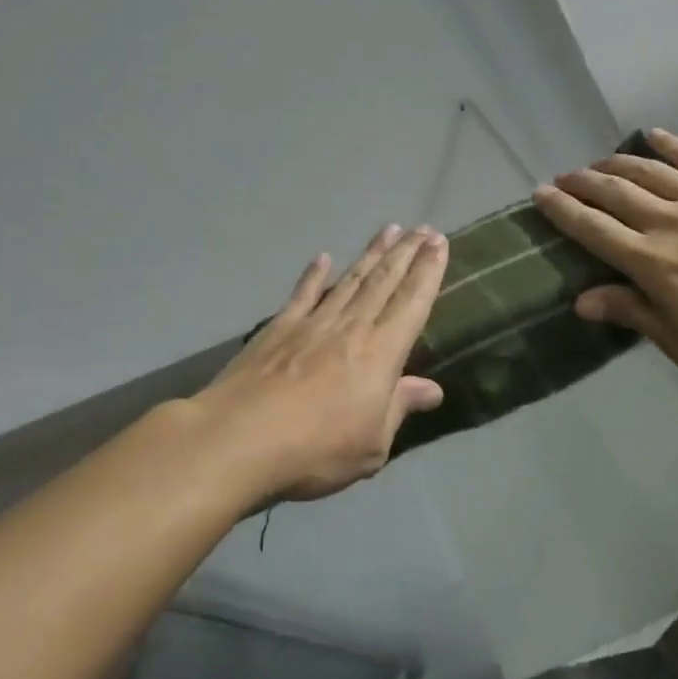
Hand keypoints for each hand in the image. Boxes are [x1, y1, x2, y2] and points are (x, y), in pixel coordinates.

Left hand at [193, 224, 448, 500]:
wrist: (239, 439)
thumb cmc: (315, 450)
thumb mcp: (372, 444)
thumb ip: (399, 407)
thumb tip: (432, 388)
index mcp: (380, 352)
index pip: (411, 302)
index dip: (428, 271)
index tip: (438, 243)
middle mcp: (350, 327)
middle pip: (383, 281)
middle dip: (406, 253)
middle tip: (423, 228)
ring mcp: (312, 323)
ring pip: (349, 280)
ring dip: (371, 254)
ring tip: (388, 231)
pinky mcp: (278, 328)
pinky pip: (302, 293)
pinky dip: (314, 274)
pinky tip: (323, 257)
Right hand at [531, 129, 677, 381]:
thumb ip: (634, 314)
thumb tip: (582, 300)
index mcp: (653, 263)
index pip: (594, 229)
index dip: (563, 210)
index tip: (541, 195)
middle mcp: (669, 222)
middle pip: (614, 193)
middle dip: (582, 183)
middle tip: (562, 178)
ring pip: (648, 171)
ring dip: (615, 163)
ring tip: (596, 163)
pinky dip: (670, 145)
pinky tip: (652, 135)